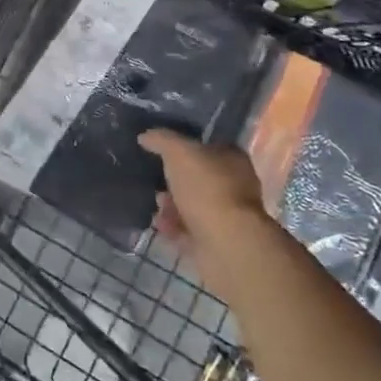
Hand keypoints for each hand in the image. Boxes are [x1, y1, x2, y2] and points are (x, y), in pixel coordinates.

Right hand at [138, 130, 268, 285]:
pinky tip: (159, 224)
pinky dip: (172, 226)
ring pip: (191, 205)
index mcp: (233, 160)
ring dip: (170, 204)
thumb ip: (161, 140)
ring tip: (157, 206)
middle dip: (173, 179)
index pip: (209, 145)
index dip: (185, 145)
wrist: (226, 244)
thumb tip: (146, 136)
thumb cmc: (207, 189)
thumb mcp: (179, 152)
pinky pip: (187, 229)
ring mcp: (226, 216)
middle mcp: (234, 186)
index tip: (161, 149)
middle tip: (154, 178)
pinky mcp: (215, 242)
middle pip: (198, 177)